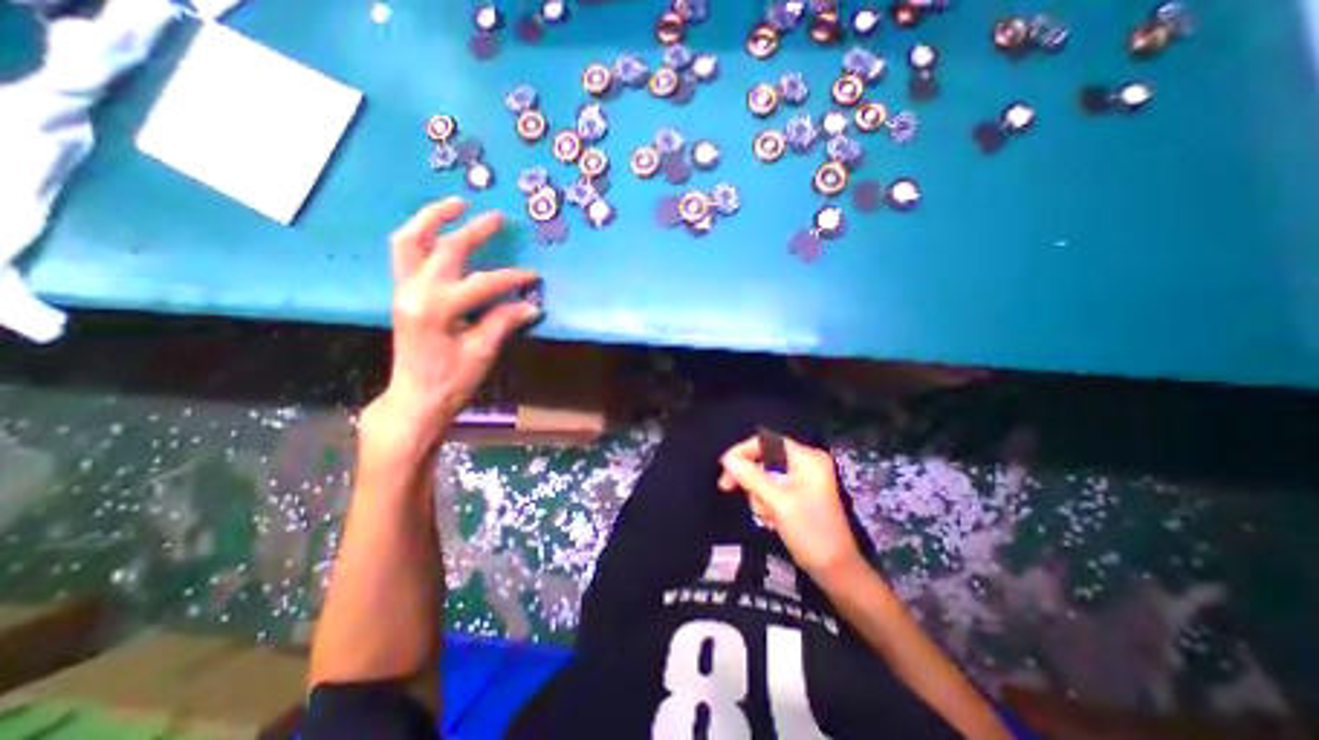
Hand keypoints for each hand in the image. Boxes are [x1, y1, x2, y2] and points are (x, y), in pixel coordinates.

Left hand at [360, 195, 537, 449]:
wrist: (415, 399)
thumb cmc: (451, 381)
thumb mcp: (482, 353)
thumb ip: (503, 322)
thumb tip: (530, 306)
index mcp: (437, 308)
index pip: (482, 283)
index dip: (512, 278)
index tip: (533, 277)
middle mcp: (415, 291)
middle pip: (444, 249)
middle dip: (473, 231)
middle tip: (497, 217)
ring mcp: (404, 290)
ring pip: (409, 241)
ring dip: (431, 218)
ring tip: (455, 204)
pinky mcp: (403, 294)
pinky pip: (406, 254)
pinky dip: (421, 236)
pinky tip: (439, 232)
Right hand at [720, 435, 866, 585]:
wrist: (836, 571)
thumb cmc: (811, 533)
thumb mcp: (778, 503)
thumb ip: (751, 477)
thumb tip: (727, 459)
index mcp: (807, 458)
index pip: (767, 441)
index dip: (743, 451)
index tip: (725, 468)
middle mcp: (805, 463)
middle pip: (764, 457)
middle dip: (750, 478)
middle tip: (727, 488)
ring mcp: (803, 479)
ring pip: (764, 475)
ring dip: (758, 494)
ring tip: (767, 517)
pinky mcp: (799, 493)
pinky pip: (772, 488)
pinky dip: (766, 502)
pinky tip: (772, 520)